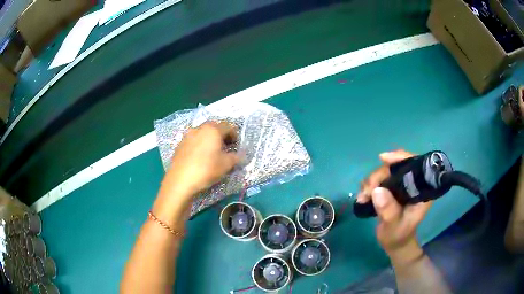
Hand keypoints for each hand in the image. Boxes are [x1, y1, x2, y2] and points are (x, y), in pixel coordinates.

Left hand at [156, 122, 238, 213]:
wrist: (180, 180)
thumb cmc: (206, 169)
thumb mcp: (226, 165)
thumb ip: (236, 157)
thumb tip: (240, 155)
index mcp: (213, 130)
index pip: (228, 126)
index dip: (235, 135)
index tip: (236, 146)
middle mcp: (199, 128)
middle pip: (214, 127)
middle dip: (222, 136)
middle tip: (225, 148)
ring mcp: (188, 135)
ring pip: (203, 133)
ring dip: (209, 140)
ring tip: (211, 153)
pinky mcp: (180, 144)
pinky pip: (193, 140)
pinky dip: (199, 145)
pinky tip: (199, 158)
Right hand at [357, 150, 431, 263]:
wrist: (394, 243)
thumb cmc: (398, 235)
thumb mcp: (394, 226)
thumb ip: (388, 211)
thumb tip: (377, 190)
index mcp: (421, 189)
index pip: (415, 165)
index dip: (401, 157)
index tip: (383, 159)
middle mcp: (412, 183)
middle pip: (395, 167)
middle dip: (379, 176)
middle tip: (367, 192)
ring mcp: (401, 185)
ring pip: (384, 172)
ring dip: (371, 182)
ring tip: (362, 198)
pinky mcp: (391, 188)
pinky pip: (378, 179)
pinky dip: (368, 186)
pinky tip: (363, 197)